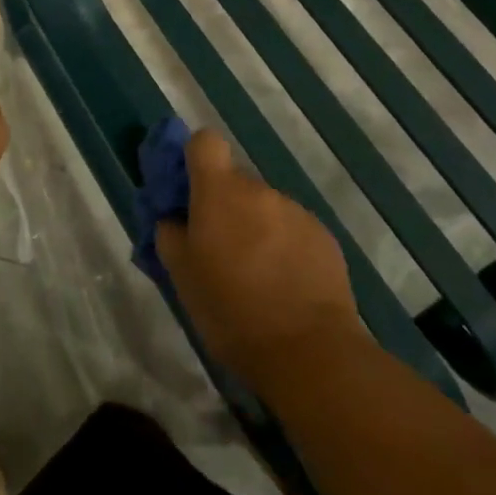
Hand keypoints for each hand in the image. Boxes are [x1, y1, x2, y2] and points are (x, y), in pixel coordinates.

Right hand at [155, 131, 363, 394]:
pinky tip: (286, 287)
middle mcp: (259, 190)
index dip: (196, 159)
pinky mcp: (324, 238)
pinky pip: (294, 230)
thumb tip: (174, 218)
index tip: (192, 192)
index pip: (205, 142)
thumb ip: (171, 234)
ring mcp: (296, 211)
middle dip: (226, 208)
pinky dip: (286, 248)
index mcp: (219, 191)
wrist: (309, 352)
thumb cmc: (231, 310)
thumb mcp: (181, 276)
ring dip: (258, 229)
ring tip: (258, 277)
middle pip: (236, 182)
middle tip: (221, 251)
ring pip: (266, 209)